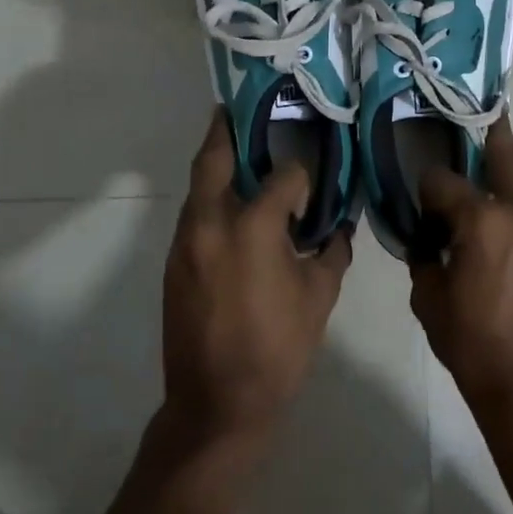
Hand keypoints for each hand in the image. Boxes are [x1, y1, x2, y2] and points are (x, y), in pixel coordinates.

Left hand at [161, 113, 352, 443]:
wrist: (215, 404)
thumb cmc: (277, 349)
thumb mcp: (319, 298)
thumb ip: (331, 253)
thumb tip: (339, 227)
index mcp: (253, 227)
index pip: (282, 177)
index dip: (300, 176)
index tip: (310, 185)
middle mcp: (211, 223)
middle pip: (214, 159)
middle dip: (226, 130)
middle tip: (239, 109)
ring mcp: (185, 242)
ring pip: (198, 186)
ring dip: (216, 165)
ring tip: (239, 152)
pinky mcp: (173, 262)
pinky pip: (193, 215)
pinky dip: (210, 200)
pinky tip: (232, 209)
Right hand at [411, 120, 512, 416]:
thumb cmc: (475, 348)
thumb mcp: (429, 302)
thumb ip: (425, 259)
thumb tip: (430, 240)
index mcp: (482, 221)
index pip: (445, 180)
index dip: (429, 183)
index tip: (424, 194)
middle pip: (505, 154)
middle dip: (489, 137)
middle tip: (482, 121)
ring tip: (505, 158)